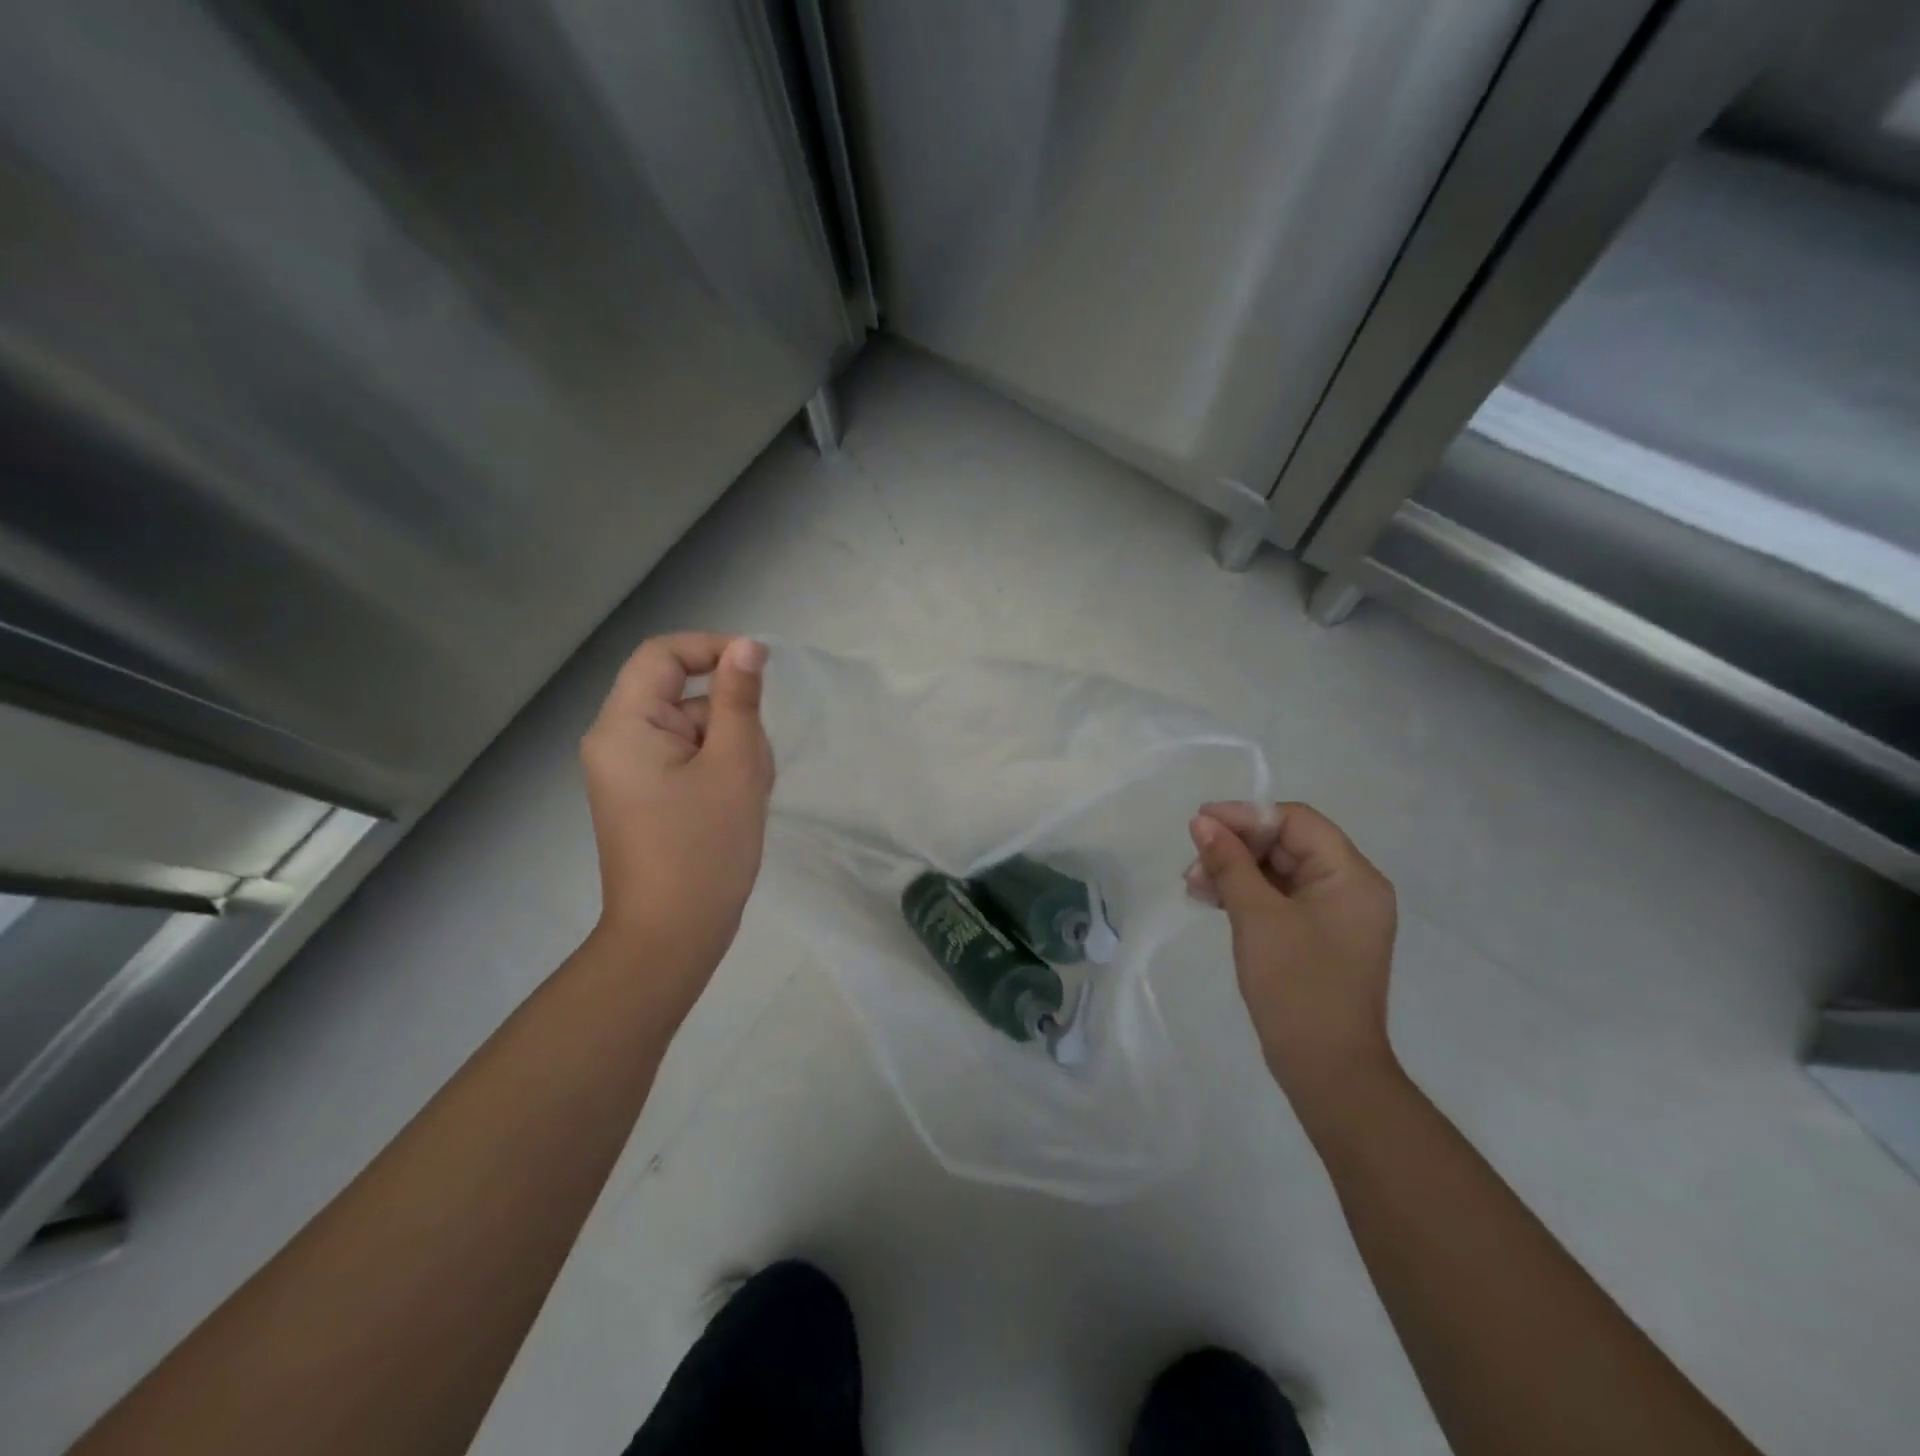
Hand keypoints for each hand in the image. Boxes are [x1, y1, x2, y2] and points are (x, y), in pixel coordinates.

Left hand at [579, 633, 773, 1004]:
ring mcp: (630, 772)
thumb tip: (748, 647)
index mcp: (624, 726)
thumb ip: (740, 700)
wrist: (671, 937)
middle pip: (682, 696)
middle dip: (729, 718)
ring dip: (730, 748)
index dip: (711, 649)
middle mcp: (616, 741)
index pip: (662, 655)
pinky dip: (719, 770)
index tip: (760, 669)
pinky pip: (687, 760)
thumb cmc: (704, 848)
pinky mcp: (646, 796)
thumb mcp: (734, 766)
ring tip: (747, 793)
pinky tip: (736, 805)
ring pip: (693, 730)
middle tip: (754, 765)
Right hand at [1186, 802, 1398, 1103]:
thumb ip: (1229, 863)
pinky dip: (1248, 895)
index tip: (1199, 823)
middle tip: (1192, 861)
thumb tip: (1203, 823)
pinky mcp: (1320, 938)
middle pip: (1288, 844)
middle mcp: (1352, 888)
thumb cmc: (1296, 985)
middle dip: (1237, 847)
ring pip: (1280, 872)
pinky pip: (1282, 899)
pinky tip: (1212, 900)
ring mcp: (1337, 915)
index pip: (1296, 821)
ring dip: (1236, 871)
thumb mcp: (1256, 916)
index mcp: (1352, 875)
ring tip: (1194, 884)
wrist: (1327, 1070)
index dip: (1245, 816)